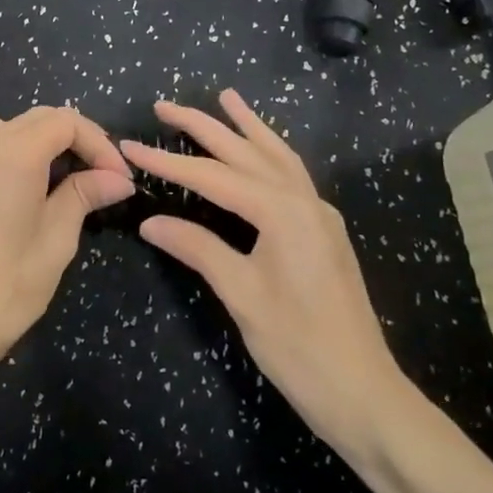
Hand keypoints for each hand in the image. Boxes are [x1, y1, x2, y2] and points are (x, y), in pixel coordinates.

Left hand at [0, 106, 134, 388]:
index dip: (99, 144)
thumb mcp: (57, 240)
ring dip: (38, 143)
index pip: (67, 122)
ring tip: (58, 179)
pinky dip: (5, 156)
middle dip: (74, 139)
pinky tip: (14, 191)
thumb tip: (117, 178)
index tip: (117, 178)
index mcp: (15, 155)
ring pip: (6, 129)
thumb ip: (84, 195)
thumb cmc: (8, 287)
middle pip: (37, 119)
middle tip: (99, 175)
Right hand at [122, 91, 417, 460]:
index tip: (129, 145)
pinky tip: (259, 150)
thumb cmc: (299, 347)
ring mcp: (319, 214)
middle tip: (165, 105)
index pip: (212, 176)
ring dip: (247, 126)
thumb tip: (150, 221)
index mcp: (282, 212)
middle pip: (246, 152)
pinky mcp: (324, 231)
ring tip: (226, 98)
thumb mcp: (241, 294)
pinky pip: (292, 175)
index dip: (168, 160)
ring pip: (277, 156)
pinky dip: (269, 152)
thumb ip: (197, 248)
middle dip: (204, 125)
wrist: (364, 394)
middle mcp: (304, 201)